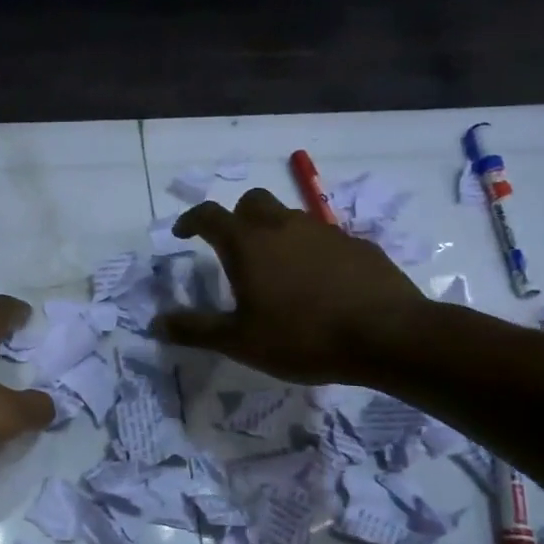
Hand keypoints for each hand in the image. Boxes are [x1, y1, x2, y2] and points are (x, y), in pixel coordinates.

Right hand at [156, 188, 429, 383]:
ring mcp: (325, 232)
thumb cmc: (301, 337)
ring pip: (290, 218)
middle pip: (253, 202)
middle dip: (236, 217)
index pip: (210, 216)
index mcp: (249, 244)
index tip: (183, 233)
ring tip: (276, 270)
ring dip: (275, 233)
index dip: (191, 220)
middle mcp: (284, 226)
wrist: (387, 336)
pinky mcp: (358, 246)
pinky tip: (318, 284)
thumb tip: (157, 323)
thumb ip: (196, 329)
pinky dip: (310, 251)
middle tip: (233, 247)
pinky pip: (324, 239)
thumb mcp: (239, 341)